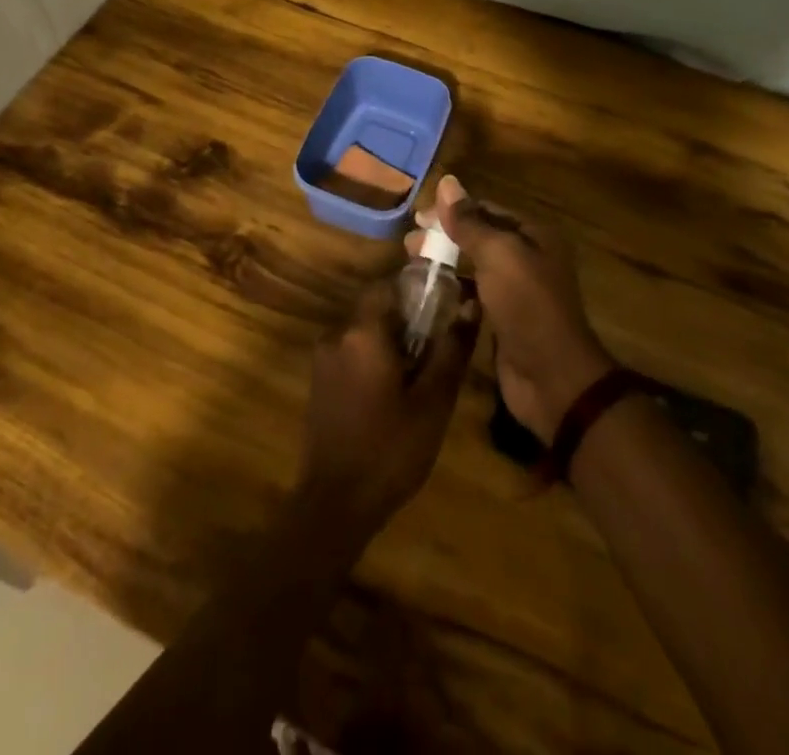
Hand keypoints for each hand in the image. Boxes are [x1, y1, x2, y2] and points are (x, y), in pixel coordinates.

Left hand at [297, 277, 480, 538]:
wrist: (335, 504)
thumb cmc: (390, 449)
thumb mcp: (433, 401)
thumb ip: (451, 348)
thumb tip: (470, 305)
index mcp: (362, 331)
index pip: (388, 284)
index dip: (416, 290)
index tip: (442, 307)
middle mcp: (337, 334)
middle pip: (375, 307)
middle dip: (406, 318)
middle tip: (436, 346)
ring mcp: (323, 358)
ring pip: (363, 331)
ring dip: (389, 340)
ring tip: (419, 372)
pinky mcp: (319, 381)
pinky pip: (351, 352)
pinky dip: (372, 358)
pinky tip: (392, 392)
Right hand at [410, 175, 614, 441]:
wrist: (551, 377)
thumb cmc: (526, 305)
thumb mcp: (498, 254)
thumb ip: (469, 221)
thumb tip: (447, 181)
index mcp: (534, 235)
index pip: (487, 210)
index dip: (452, 210)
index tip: (417, 218)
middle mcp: (528, 257)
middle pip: (479, 236)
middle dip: (444, 237)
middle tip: (409, 244)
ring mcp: (517, 290)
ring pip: (475, 266)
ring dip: (445, 263)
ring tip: (412, 265)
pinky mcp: (505, 319)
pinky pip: (475, 294)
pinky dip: (454, 290)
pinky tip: (431, 293)